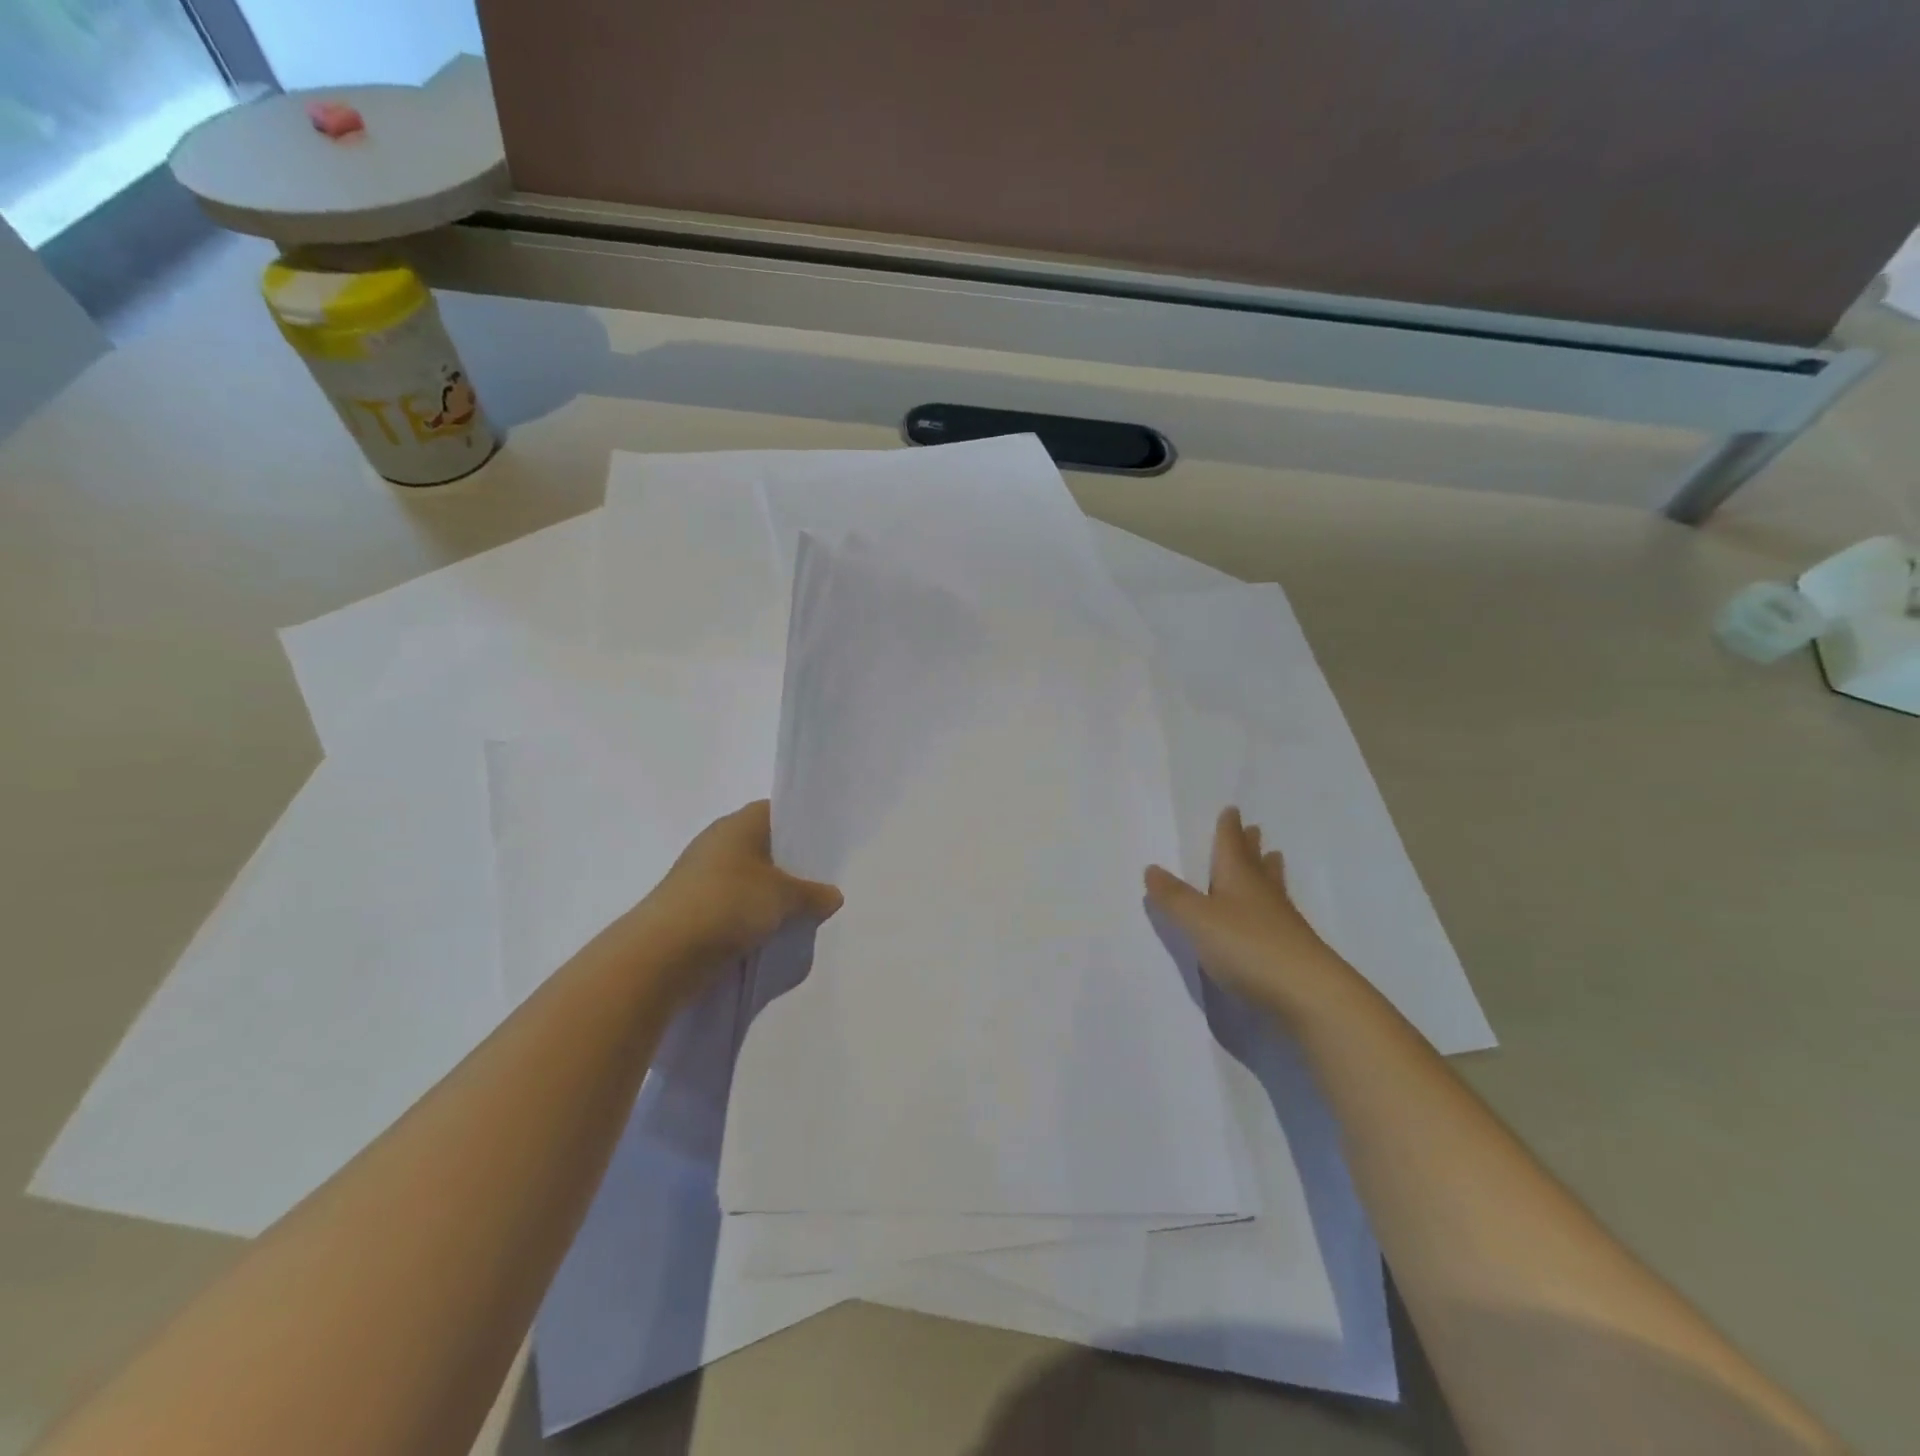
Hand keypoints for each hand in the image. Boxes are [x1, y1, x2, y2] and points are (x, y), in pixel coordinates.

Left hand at [628, 800, 842, 1002]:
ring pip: (748, 879)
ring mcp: (701, 877)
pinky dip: (750, 917)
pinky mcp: (692, 909)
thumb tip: (833, 896)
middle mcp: (717, 843)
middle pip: (763, 847)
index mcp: (737, 824)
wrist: (663, 953)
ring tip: (800, 914)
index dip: (801, 825)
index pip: (775, 812)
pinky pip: (732, 906)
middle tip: (820, 885)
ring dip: (769, 896)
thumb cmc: (728, 904)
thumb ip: (812, 894)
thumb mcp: (783, 897)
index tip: (825, 847)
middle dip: (790, 866)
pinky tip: (770, 934)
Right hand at [1145, 807, 1356, 1024]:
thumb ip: (1174, 897)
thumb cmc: (1248, 947)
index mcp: (1238, 880)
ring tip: (1272, 858)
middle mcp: (1262, 895)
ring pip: (1271, 888)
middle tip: (1254, 829)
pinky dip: (1272, 906)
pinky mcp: (1292, 950)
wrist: (1308, 995)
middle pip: (1255, 863)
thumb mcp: (1198, 921)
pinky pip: (1278, 915)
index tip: (1232, 810)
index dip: (1228, 829)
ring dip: (1268, 871)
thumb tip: (1152, 868)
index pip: (1230, 846)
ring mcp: (1282, 923)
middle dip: (1250, 846)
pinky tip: (1271, 915)